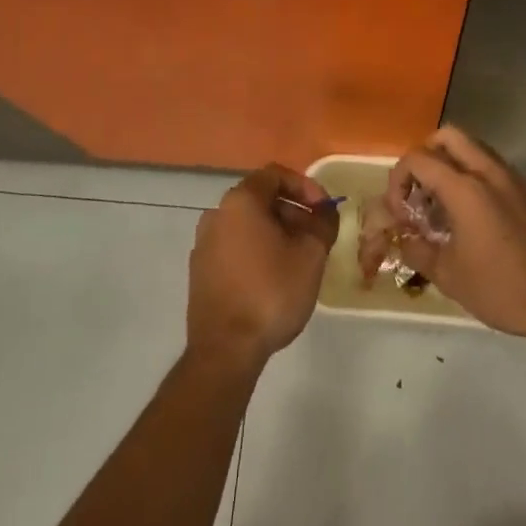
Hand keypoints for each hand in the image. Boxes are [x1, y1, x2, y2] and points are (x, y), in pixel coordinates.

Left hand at [187, 165, 336, 371]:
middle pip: (261, 198)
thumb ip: (323, 224)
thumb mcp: (311, 255)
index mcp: (240, 201)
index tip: (324, 209)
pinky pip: (234, 246)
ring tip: (299, 257)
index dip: (305, 186)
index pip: (275, 175)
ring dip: (276, 232)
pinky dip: (257, 249)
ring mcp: (204, 243)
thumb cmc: (271, 292)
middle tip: (316, 234)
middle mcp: (216, 214)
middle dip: (293, 211)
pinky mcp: (200, 270)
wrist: (225, 350)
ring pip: (247, 224)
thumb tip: (325, 213)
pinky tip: (274, 276)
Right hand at [386, 127, 525, 341]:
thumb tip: (403, 238)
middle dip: (426, 155)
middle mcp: (489, 171)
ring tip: (446, 205)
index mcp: (464, 187)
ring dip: (453, 164)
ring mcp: (514, 177)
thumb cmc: (503, 288)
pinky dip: (477, 177)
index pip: (418, 159)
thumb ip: (418, 250)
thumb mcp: (450, 276)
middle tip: (421, 191)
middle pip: (448, 136)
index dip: (399, 180)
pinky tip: (478, 217)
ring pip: (474, 148)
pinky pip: (495, 167)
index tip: (401, 211)